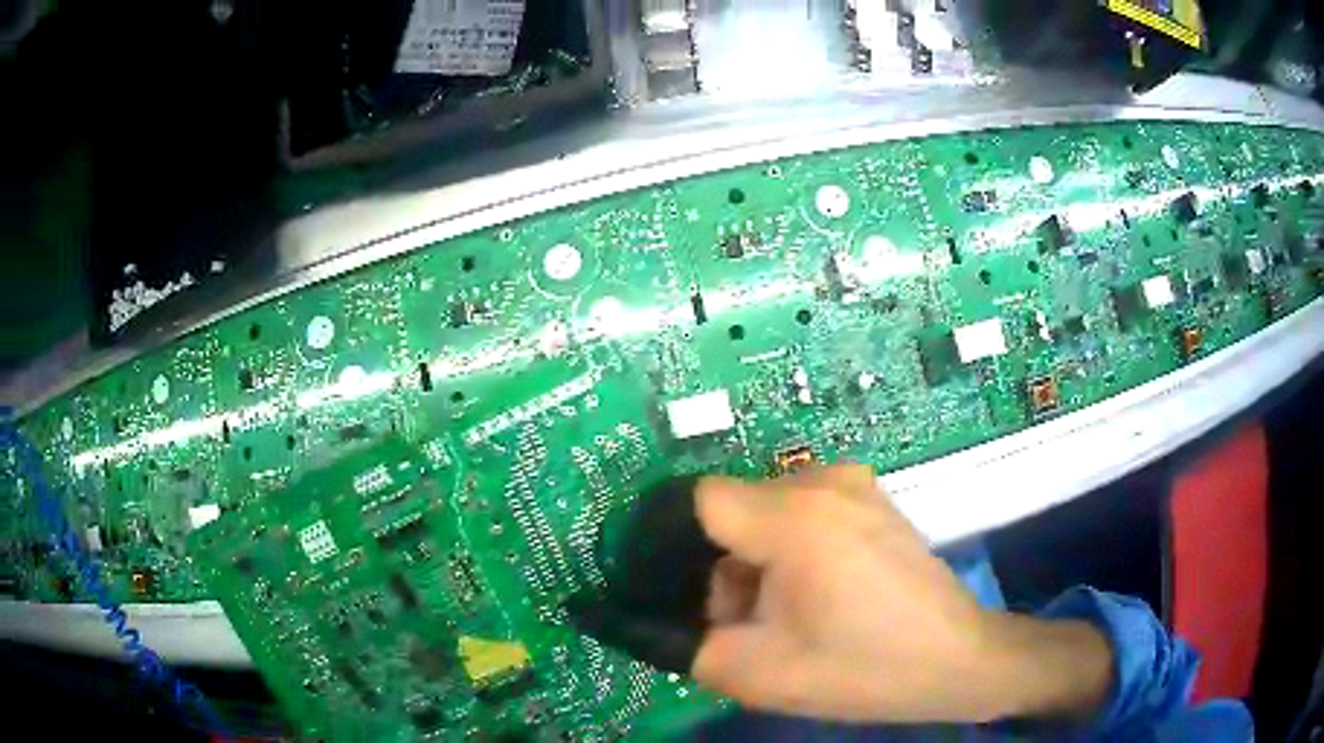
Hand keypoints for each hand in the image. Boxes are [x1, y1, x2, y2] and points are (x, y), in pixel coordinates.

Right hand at [692, 465, 1113, 723]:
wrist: (957, 661)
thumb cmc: (863, 669)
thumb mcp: (758, 674)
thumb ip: (687, 644)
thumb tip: (652, 620)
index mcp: (795, 517)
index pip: (699, 499)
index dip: (673, 543)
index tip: (681, 594)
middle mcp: (824, 481)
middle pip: (734, 508)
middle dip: (720, 564)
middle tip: (742, 621)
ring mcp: (855, 484)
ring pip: (767, 510)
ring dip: (755, 559)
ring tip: (784, 613)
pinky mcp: (872, 499)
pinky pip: (803, 511)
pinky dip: (789, 548)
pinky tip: (817, 593)